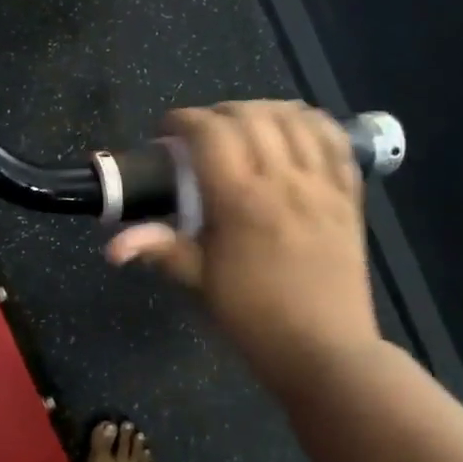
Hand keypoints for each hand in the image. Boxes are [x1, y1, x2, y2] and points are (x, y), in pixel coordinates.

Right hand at [107, 101, 377, 397]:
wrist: (325, 351)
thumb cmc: (255, 319)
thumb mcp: (201, 283)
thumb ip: (161, 250)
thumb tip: (113, 246)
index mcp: (241, 201)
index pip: (211, 133)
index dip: (184, 120)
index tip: (167, 131)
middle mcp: (284, 181)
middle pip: (251, 116)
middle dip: (220, 111)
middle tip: (202, 131)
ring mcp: (322, 185)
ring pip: (296, 119)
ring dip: (265, 110)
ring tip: (246, 124)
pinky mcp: (350, 195)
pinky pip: (336, 140)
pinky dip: (313, 123)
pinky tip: (296, 129)